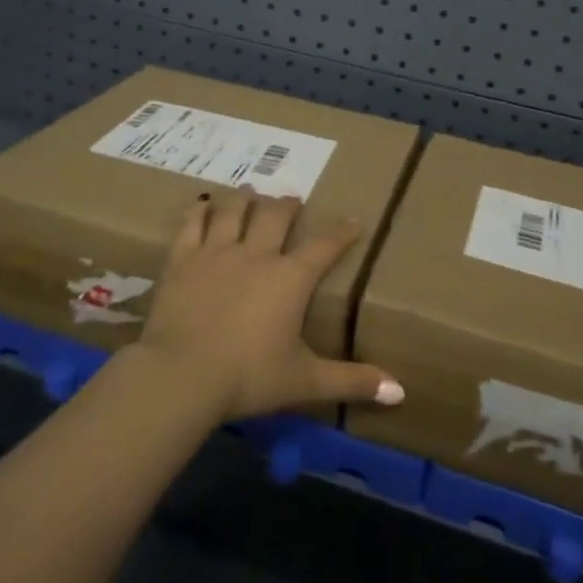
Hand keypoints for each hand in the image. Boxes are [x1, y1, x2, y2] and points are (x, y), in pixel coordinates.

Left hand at [136, 189, 403, 420]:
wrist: (182, 375)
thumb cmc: (249, 377)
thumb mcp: (305, 381)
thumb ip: (352, 381)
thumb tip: (401, 392)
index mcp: (290, 278)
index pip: (324, 247)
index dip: (341, 232)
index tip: (353, 220)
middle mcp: (256, 254)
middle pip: (275, 217)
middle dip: (287, 205)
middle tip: (292, 198)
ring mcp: (216, 252)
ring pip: (234, 212)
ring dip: (245, 199)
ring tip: (250, 190)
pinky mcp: (182, 259)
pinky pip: (192, 225)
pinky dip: (199, 212)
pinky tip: (202, 205)